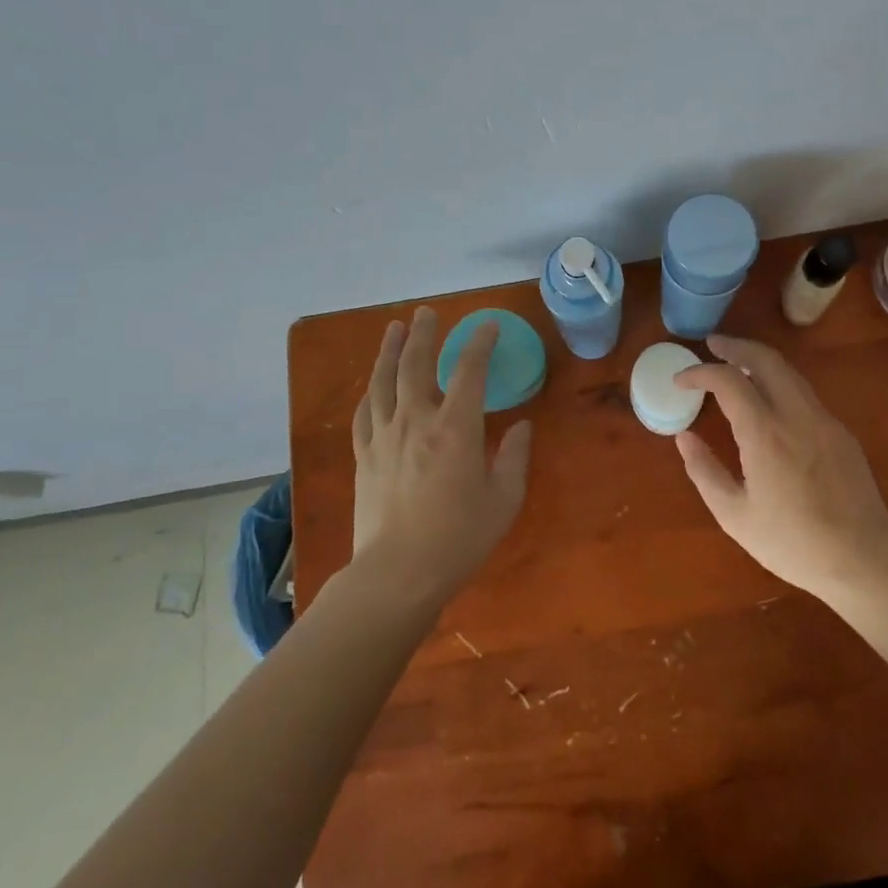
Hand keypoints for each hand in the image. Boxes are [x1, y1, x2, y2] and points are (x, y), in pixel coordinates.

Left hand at [351, 307, 532, 602]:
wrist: (398, 574)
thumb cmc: (459, 538)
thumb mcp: (504, 500)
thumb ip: (514, 458)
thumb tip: (522, 428)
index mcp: (455, 428)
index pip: (469, 371)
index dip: (479, 343)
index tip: (488, 326)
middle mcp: (416, 421)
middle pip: (415, 364)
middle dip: (423, 333)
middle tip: (426, 312)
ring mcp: (384, 437)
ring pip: (383, 381)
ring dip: (389, 350)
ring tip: (394, 328)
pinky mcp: (364, 456)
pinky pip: (365, 412)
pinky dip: (371, 390)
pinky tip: (373, 383)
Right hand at [673, 335, 887, 597]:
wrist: (863, 560)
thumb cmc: (792, 543)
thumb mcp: (735, 516)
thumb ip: (704, 471)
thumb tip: (684, 437)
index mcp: (765, 434)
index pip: (728, 381)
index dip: (700, 373)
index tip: (681, 380)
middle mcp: (797, 415)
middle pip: (765, 359)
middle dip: (735, 346)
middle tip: (712, 346)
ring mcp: (824, 420)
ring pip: (789, 372)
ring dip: (759, 361)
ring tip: (736, 367)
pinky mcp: (841, 432)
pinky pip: (805, 394)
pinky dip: (780, 383)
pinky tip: (769, 402)